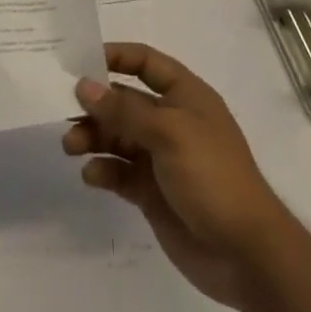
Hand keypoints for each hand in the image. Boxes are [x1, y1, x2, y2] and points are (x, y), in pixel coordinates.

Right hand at [63, 41, 296, 309]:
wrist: (246, 254)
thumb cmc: (212, 177)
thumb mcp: (169, 133)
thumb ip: (123, 110)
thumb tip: (83, 85)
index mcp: (185, 96)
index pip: (146, 63)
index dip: (116, 56)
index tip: (80, 62)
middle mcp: (172, 121)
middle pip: (125, 101)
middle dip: (95, 105)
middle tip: (64, 113)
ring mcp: (161, 158)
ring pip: (117, 136)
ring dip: (93, 137)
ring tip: (71, 147)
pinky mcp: (152, 192)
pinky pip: (120, 172)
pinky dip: (103, 170)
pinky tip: (92, 176)